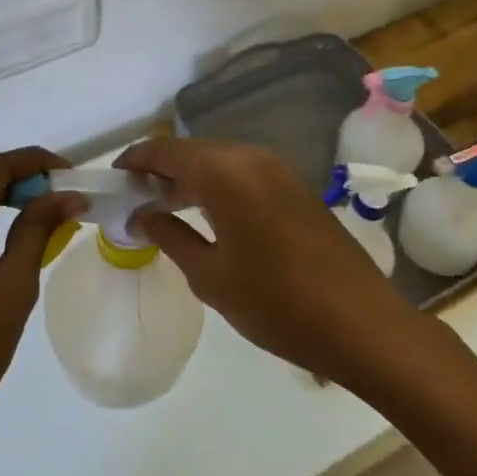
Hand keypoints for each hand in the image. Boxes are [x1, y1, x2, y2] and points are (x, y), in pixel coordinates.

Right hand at [116, 138, 409, 384]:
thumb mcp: (210, 276)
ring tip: (164, 207)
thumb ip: (170, 236)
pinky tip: (206, 214)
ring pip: (218, 160)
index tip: (113, 181)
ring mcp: (277, 169)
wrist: (362, 324)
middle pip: (192, 151)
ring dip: (189, 177)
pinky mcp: (295, 186)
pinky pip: (242, 172)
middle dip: (160, 170)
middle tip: (135, 199)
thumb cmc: (276, 303)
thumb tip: (141, 215)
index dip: (135, 162)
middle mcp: (250, 157)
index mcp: (224, 172)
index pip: (166, 152)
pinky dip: (217, 184)